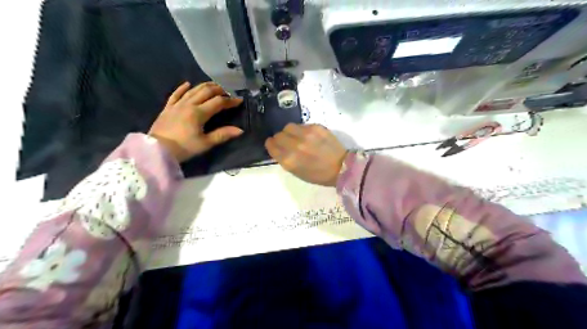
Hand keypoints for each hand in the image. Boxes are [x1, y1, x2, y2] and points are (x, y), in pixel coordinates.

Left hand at [151, 81, 245, 161]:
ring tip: (214, 86)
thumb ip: (222, 135)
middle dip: (219, 90)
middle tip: (228, 92)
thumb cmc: (184, 148)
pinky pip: (176, 94)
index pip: (218, 102)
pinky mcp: (167, 108)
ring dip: (205, 86)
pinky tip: (188, 84)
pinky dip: (182, 88)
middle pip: (206, 91)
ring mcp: (177, 104)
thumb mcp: (205, 143)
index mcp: (199, 113)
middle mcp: (188, 104)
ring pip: (193, 90)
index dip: (230, 101)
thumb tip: (240, 130)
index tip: (239, 100)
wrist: (157, 150)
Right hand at [268, 124, 346, 186]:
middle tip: (288, 142)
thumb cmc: (318, 174)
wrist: (341, 167)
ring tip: (298, 137)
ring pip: (288, 126)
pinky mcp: (316, 127)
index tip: (275, 145)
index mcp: (289, 160)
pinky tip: (310, 137)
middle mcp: (295, 145)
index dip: (272, 144)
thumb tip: (277, 148)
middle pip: (278, 134)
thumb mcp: (296, 172)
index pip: (271, 145)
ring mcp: (306, 134)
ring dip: (290, 132)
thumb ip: (284, 159)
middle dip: (280, 138)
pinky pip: (302, 125)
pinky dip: (302, 130)